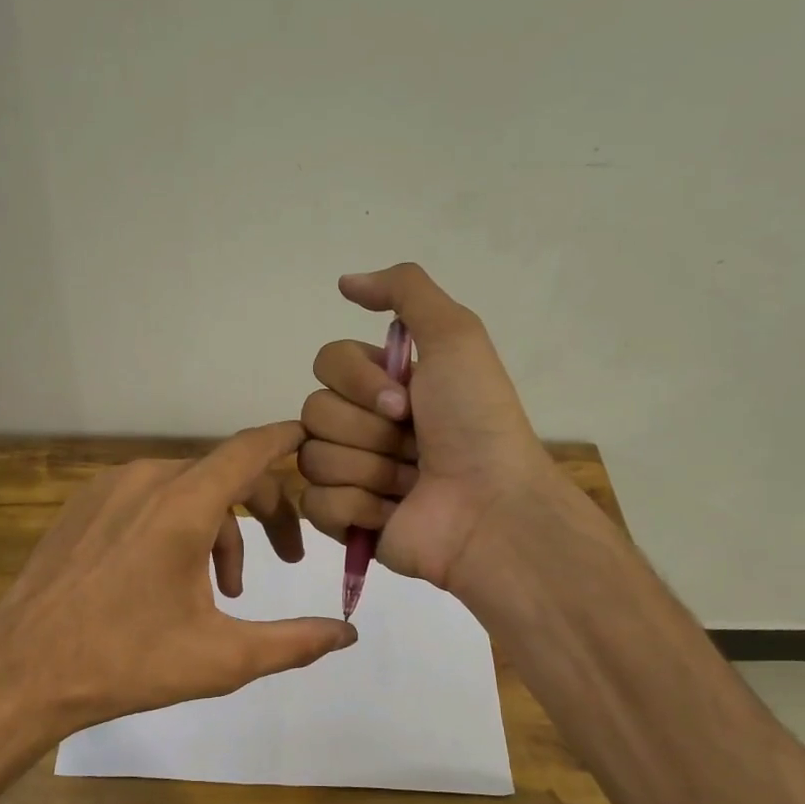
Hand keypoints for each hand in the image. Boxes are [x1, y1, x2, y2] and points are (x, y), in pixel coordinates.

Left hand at [0, 421, 356, 745]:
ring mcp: (107, 490)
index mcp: (182, 505)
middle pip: (224, 473)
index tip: (316, 441)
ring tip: (224, 590)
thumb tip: (348, 633)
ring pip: (186, 490)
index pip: (251, 450)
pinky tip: (172, 580)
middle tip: (288, 559)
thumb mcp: (222, 658)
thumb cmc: (125, 662)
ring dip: (219, 530)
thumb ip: (294, 642)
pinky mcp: (83, 507)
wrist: (20, 672)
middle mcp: (145, 480)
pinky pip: (148, 499)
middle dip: (265, 510)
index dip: (289, 441)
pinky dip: (178, 526)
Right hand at [298, 264, 565, 594]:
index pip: (327, 363)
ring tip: (410, 483)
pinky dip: (357, 507)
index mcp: (384, 385)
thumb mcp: (456, 336)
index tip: (406, 401)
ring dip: (368, 469)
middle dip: (367, 430)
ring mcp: (352, 475)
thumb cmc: (476, 422)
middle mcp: (365, 426)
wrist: (491, 507)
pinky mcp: (346, 521)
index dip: (359, 381)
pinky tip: (392, 513)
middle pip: (314, 411)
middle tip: (413, 446)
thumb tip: (345, 281)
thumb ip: (405, 291)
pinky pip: (315, 503)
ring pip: (312, 458)